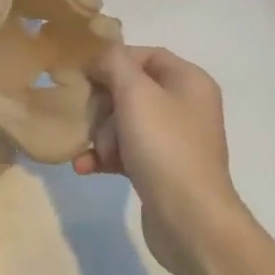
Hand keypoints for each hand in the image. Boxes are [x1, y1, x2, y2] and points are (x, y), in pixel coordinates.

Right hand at [78, 46, 237, 273]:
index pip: (145, 55)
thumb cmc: (165, 146)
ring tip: (96, 153)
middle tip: (90, 120)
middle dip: (103, 106)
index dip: (113, 61)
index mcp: (189, 81)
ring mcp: (173, 139)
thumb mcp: (135, 93)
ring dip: (100, 134)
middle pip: (129, 89)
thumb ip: (113, 63)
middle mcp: (184, 105)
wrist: (190, 220)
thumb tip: (100, 57)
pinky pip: (124, 151)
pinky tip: (84, 167)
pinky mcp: (159, 168)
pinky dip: (104, 156)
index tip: (85, 75)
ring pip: (122, 121)